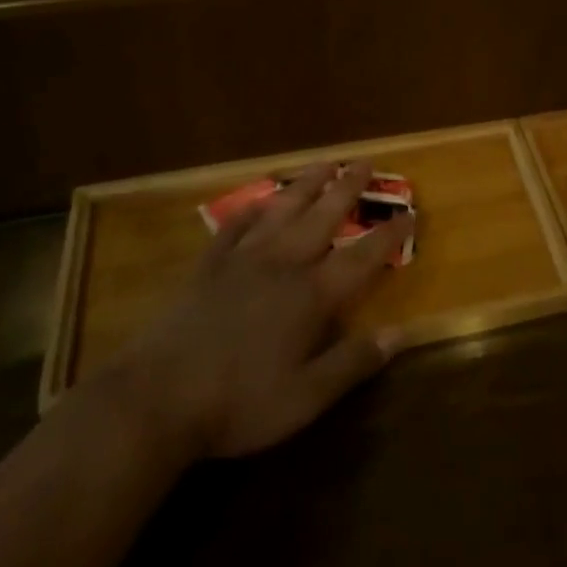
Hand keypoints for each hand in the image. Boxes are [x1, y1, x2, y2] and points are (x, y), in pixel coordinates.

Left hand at [103, 160, 412, 460]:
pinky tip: (258, 202)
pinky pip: (234, 227)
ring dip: (306, 185)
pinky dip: (250, 211)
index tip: (410, 213)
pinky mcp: (208, 267)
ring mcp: (242, 261)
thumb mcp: (306, 397)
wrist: (156, 399)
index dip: (389, 235)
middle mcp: (282, 265)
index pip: (362, 257)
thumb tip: (401, 334)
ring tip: (324, 164)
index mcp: (312, 295)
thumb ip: (354, 362)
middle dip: (348, 189)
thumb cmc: (239, 403)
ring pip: (282, 211)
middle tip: (365, 162)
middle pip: (323, 217)